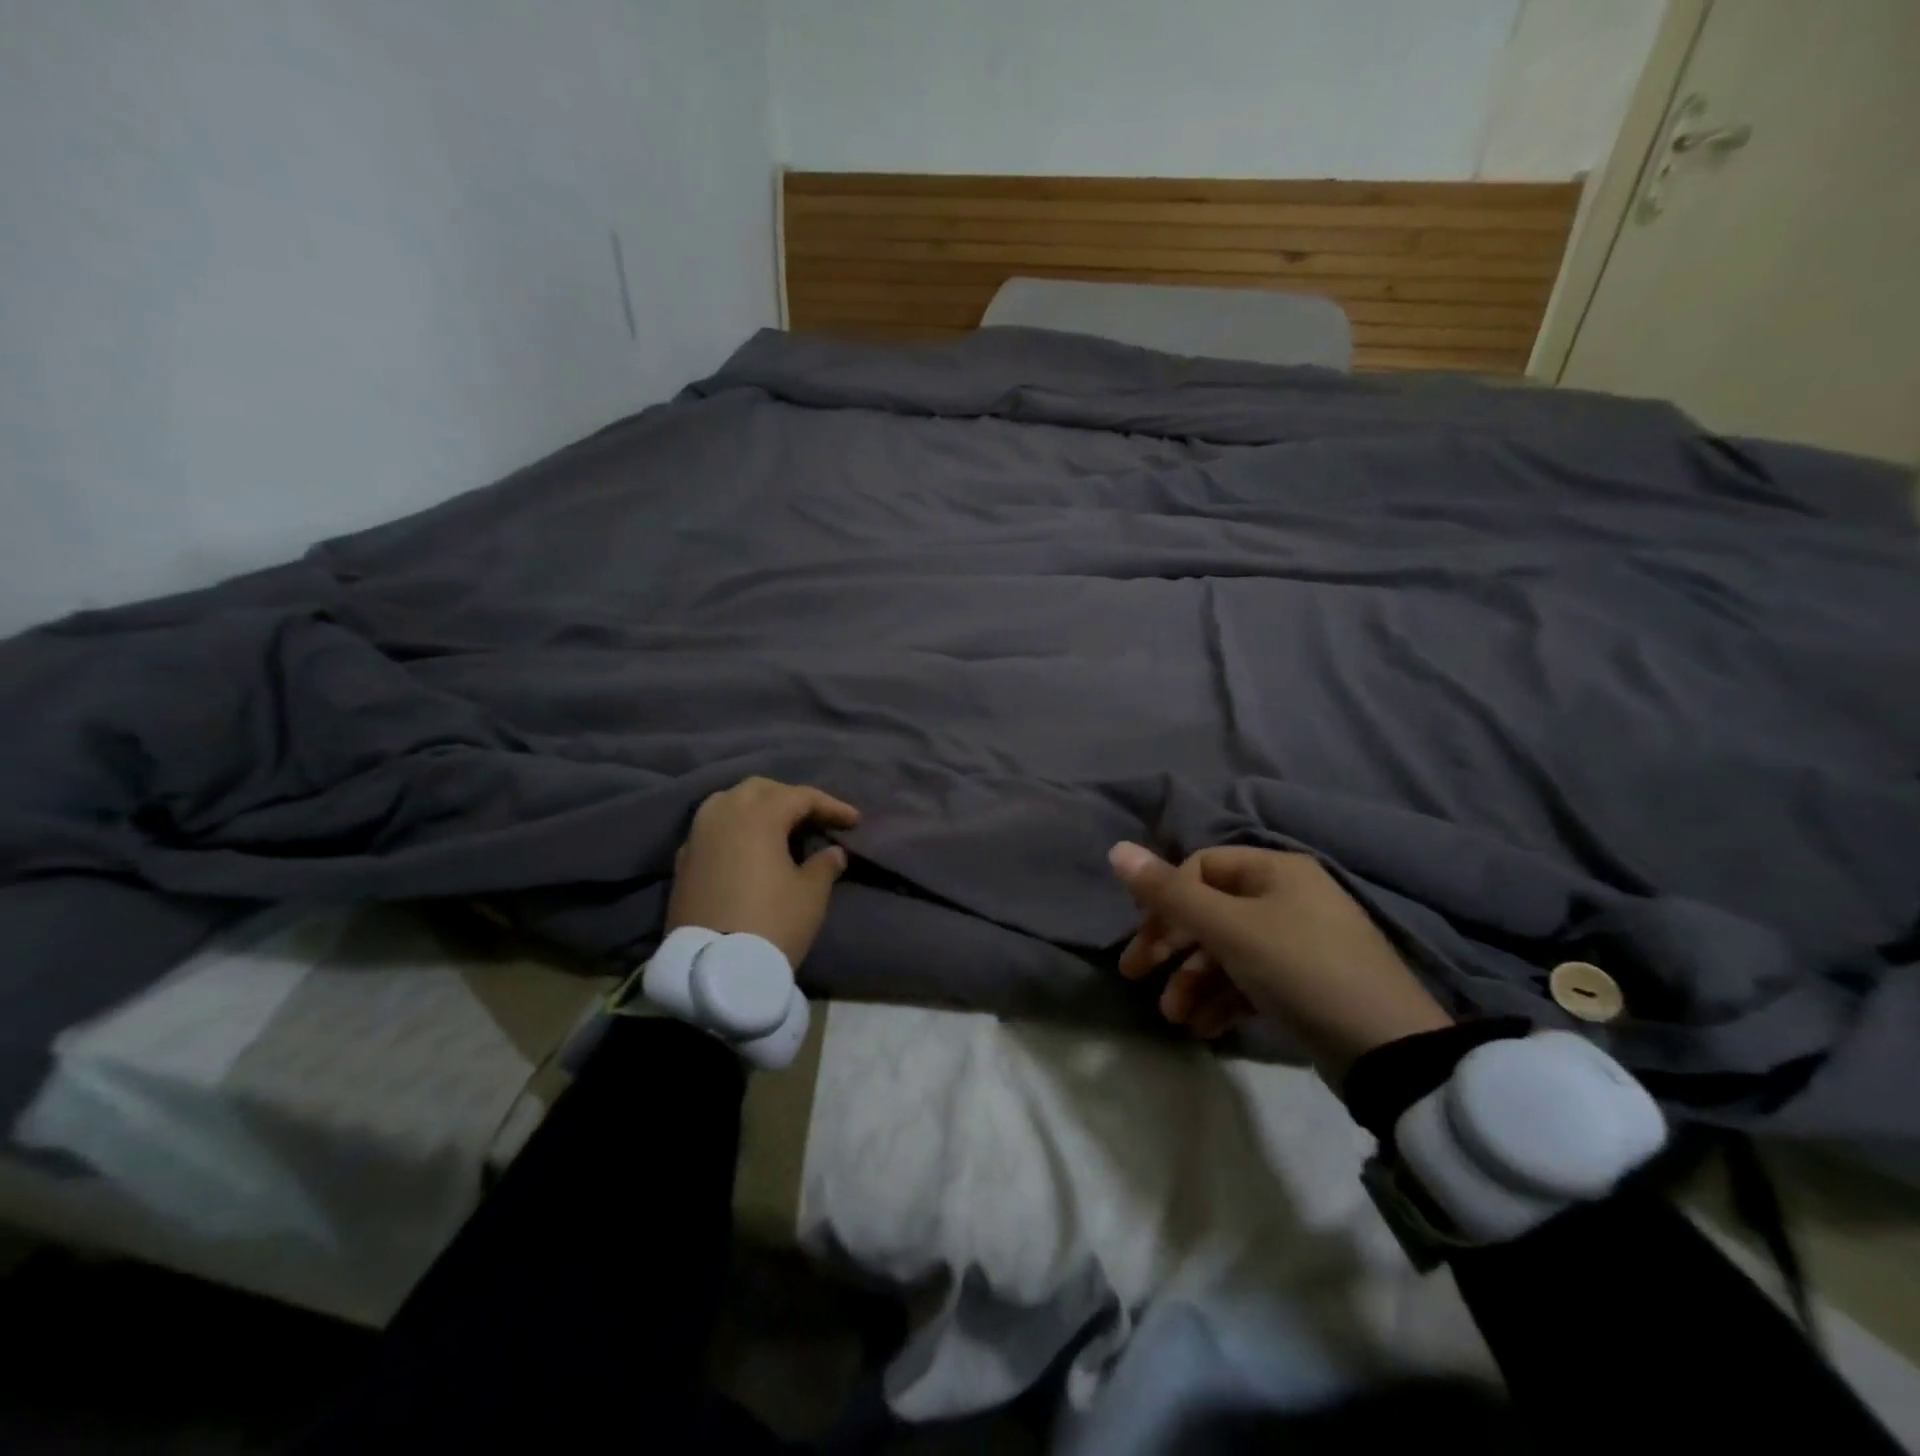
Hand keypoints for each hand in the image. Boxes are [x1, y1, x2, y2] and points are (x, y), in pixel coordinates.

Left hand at [667, 777, 860, 967]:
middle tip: (814, 816)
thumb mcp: (810, 895)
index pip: (800, 797)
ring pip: (728, 801)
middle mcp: (723, 815)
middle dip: (790, 797)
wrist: (714, 972)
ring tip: (777, 825)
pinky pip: (711, 828)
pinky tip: (746, 847)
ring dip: (756, 806)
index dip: (831, 806)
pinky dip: (733, 827)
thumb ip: (825, 865)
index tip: (854, 821)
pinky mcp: (683, 861)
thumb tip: (834, 852)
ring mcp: (697, 837)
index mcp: (757, 816)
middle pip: (760, 789)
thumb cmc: (772, 924)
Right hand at [1109, 842, 1451, 1083]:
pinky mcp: (1307, 983)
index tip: (1143, 939)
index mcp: (1274, 870)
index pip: (1199, 869)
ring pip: (1228, 951)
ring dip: (1193, 981)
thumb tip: (1117, 849)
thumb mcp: (1228, 929)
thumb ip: (1169, 892)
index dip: (1165, 900)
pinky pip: (1252, 980)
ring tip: (1174, 1018)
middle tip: (1136, 976)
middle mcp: (1287, 897)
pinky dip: (1223, 999)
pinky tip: (1205, 1028)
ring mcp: (1299, 942)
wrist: (1389, 1049)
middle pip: (1210, 911)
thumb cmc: (1300, 969)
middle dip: (1171, 947)